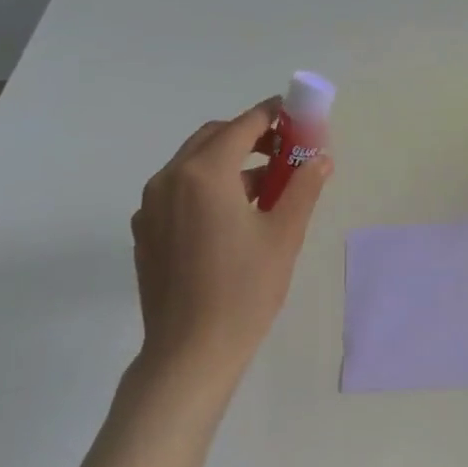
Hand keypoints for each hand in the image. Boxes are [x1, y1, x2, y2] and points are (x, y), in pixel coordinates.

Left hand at [130, 99, 332, 387]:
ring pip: (193, 164)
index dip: (272, 115)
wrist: (190, 351)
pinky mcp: (145, 230)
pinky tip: (231, 216)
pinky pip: (178, 191)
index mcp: (204, 173)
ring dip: (228, 162)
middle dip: (250, 136)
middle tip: (284, 151)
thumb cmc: (245, 290)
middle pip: (213, 138)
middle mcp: (169, 178)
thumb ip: (303, 187)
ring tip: (266, 186)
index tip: (297, 115)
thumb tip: (321, 159)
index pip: (242, 125)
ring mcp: (151, 205)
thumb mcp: (284, 235)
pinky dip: (206, 186)